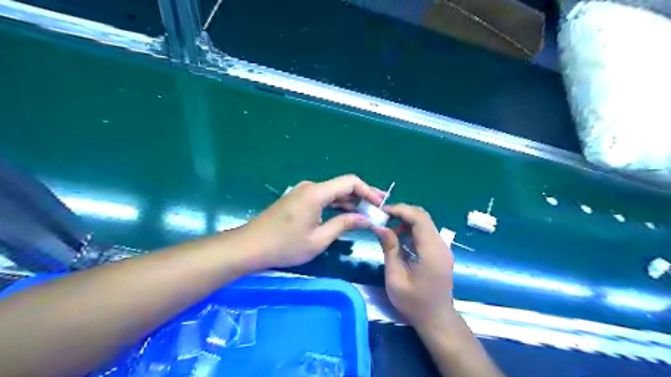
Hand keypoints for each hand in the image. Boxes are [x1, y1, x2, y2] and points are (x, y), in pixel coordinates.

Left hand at [243, 175, 382, 269]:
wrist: (250, 246)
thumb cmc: (285, 245)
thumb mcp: (319, 239)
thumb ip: (344, 224)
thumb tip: (366, 219)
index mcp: (316, 193)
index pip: (350, 182)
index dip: (368, 191)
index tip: (380, 204)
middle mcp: (311, 187)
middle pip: (343, 185)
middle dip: (362, 196)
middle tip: (379, 208)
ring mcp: (303, 192)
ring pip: (333, 192)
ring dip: (350, 201)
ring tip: (367, 213)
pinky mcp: (298, 199)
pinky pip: (323, 198)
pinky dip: (337, 205)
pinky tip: (347, 214)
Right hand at [372, 205, 455, 328]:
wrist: (436, 320)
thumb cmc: (414, 303)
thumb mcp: (395, 277)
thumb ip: (389, 248)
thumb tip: (379, 226)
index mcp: (431, 251)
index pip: (419, 218)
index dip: (400, 210)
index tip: (382, 212)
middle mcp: (441, 245)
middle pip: (423, 217)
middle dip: (402, 213)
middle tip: (383, 219)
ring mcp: (443, 248)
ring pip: (425, 223)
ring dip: (406, 221)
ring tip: (388, 230)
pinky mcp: (440, 252)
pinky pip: (426, 233)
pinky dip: (411, 230)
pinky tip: (399, 239)